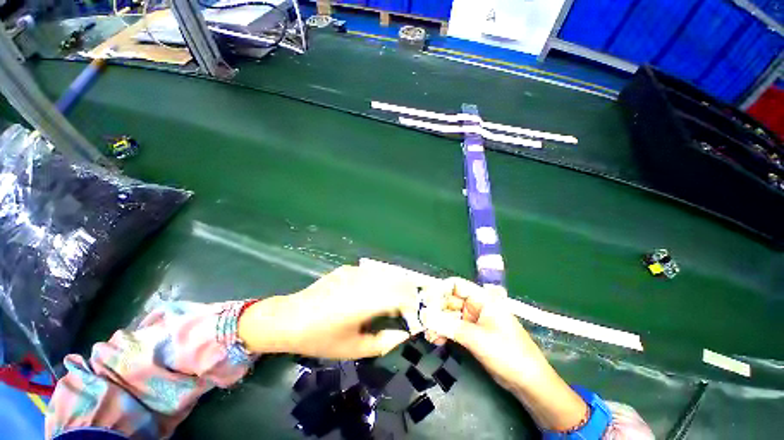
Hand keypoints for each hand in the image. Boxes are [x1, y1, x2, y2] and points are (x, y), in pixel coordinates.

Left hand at [238, 265, 418, 359]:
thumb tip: (403, 334)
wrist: (289, 318)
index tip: (415, 315)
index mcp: (365, 302)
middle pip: (396, 279)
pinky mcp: (346, 268)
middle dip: (408, 292)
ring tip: (393, 300)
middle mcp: (362, 281)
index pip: (400, 295)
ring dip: (395, 284)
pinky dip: (380, 280)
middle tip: (407, 308)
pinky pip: (371, 272)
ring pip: (385, 273)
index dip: (413, 304)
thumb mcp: (353, 348)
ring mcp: (353, 271)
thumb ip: (383, 342)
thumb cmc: (320, 338)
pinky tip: (371, 292)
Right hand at [419, 278, 547, 390]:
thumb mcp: (477, 338)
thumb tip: (424, 316)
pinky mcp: (472, 334)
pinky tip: (435, 340)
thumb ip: (449, 326)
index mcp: (482, 299)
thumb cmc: (507, 353)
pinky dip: (443, 332)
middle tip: (422, 320)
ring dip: (438, 323)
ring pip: (449, 316)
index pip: (456, 285)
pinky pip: (453, 328)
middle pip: (450, 300)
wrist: (527, 382)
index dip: (439, 289)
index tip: (424, 300)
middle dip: (435, 310)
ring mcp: (473, 320)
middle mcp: (476, 306)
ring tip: (427, 334)